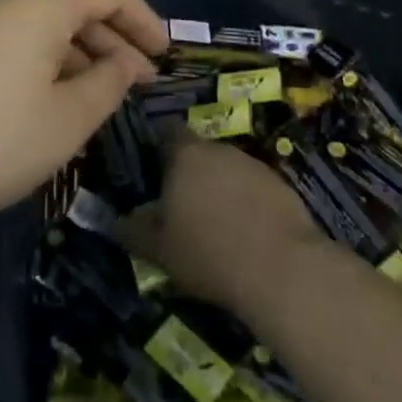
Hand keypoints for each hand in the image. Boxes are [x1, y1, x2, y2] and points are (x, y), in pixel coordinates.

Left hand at [0, 0, 167, 228]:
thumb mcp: (66, 120)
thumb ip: (107, 85)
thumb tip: (123, 63)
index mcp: (43, 5)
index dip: (145, 18)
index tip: (165, 56)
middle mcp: (10, 3)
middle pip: (77, 6)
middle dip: (115, 41)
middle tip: (138, 86)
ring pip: (46, 29)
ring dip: (81, 57)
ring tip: (98, 103)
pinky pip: (18, 45)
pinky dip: (47, 67)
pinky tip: (48, 107)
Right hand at [121, 135, 327, 317]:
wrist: (281, 268)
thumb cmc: (208, 253)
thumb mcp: (158, 249)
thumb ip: (135, 229)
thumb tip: (119, 219)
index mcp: (185, 155)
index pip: (167, 132)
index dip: (158, 147)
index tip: (152, 169)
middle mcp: (219, 149)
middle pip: (198, 152)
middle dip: (189, 173)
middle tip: (180, 205)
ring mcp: (253, 164)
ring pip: (227, 169)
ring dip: (219, 188)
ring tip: (214, 223)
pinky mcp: (281, 185)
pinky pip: (253, 188)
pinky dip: (246, 203)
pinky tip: (245, 234)